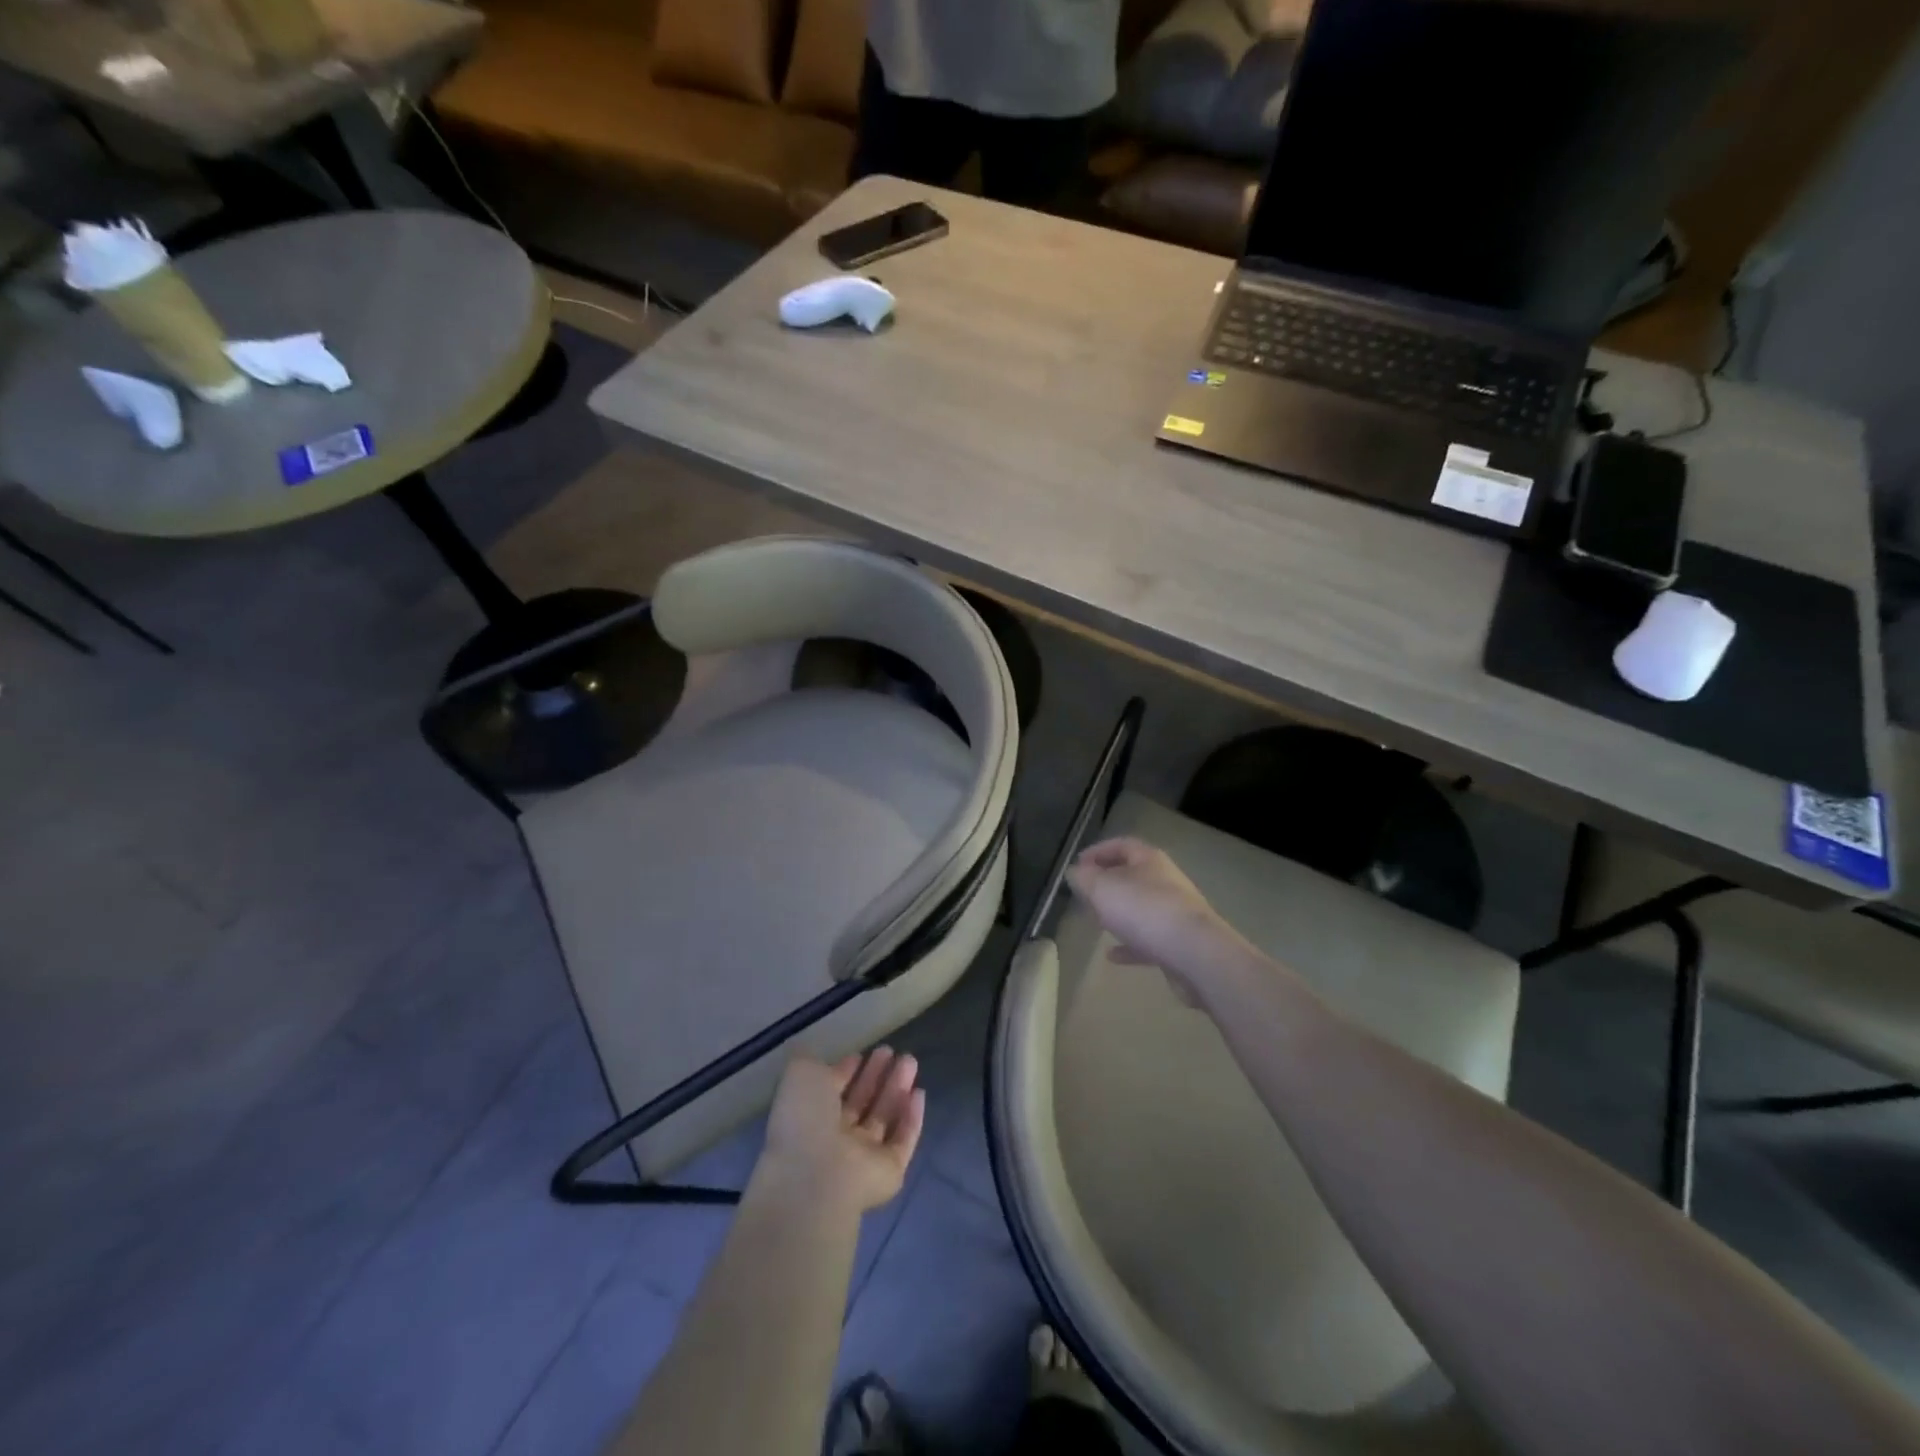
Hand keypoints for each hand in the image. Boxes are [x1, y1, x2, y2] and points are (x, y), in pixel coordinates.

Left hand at [758, 1047, 925, 1213]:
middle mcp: (835, 1138)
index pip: (832, 1091)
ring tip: (910, 1060)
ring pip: (883, 1117)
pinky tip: (920, 1093)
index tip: (861, 1053)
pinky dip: (912, 1118)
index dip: (846, 1071)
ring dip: (896, 1089)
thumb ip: (809, 1063)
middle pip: (861, 1102)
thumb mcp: (800, 1075)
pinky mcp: (889, 1171)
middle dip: (875, 1076)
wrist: (818, 1177)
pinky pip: (904, 1141)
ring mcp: (862, 1157)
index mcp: (809, 1117)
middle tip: (891, 1051)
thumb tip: (818, 1059)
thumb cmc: (805, 1120)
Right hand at [1065, 837, 1252, 1000]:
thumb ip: (1085, 879)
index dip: (1098, 851)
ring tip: (1097, 921)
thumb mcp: (1103, 889)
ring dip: (1120, 913)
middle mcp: (1166, 881)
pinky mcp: (1179, 943)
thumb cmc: (1144, 910)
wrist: (1195, 954)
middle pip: (1133, 876)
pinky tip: (1112, 956)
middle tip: (1086, 894)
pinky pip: (1149, 940)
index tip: (1078, 864)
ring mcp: (1175, 913)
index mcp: (1150, 860)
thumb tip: (1075, 872)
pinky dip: (1130, 945)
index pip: (1122, 845)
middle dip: (1108, 883)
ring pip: (1142, 908)